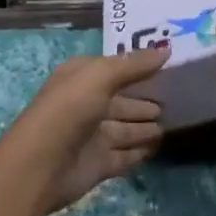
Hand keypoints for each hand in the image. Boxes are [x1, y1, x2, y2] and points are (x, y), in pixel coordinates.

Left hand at [0, 45, 169, 212]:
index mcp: (81, 77)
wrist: (41, 165)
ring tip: (171, 121)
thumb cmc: (69, 109)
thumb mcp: (100, 76)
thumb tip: (166, 51)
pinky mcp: (98, 164)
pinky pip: (125, 154)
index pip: (113, 68)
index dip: (137, 66)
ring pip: (124, 127)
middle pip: (121, 99)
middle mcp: (86, 103)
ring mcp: (92, 135)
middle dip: (143, 99)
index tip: (166, 65)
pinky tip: (158, 146)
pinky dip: (140, 150)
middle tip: (174, 98)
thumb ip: (133, 65)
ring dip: (144, 125)